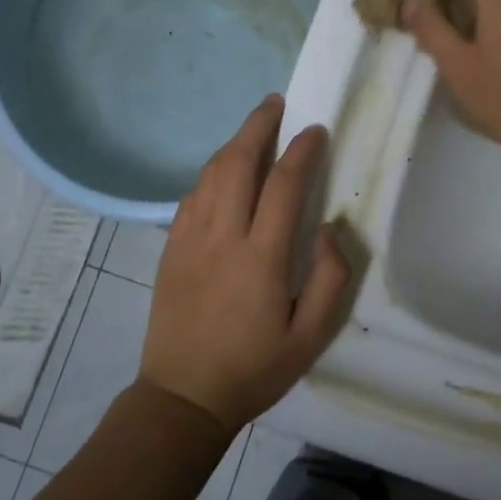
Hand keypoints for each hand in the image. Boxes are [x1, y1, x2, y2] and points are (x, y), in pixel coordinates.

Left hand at [138, 96, 352, 429]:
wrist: (183, 396)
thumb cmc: (253, 369)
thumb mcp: (309, 336)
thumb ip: (330, 278)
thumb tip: (330, 229)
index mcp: (260, 256)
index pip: (284, 185)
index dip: (302, 150)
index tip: (316, 130)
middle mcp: (222, 236)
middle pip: (238, 162)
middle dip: (259, 125)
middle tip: (277, 103)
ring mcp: (189, 239)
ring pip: (210, 173)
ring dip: (234, 144)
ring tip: (254, 129)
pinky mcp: (170, 248)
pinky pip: (191, 196)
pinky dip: (211, 173)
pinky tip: (223, 172)